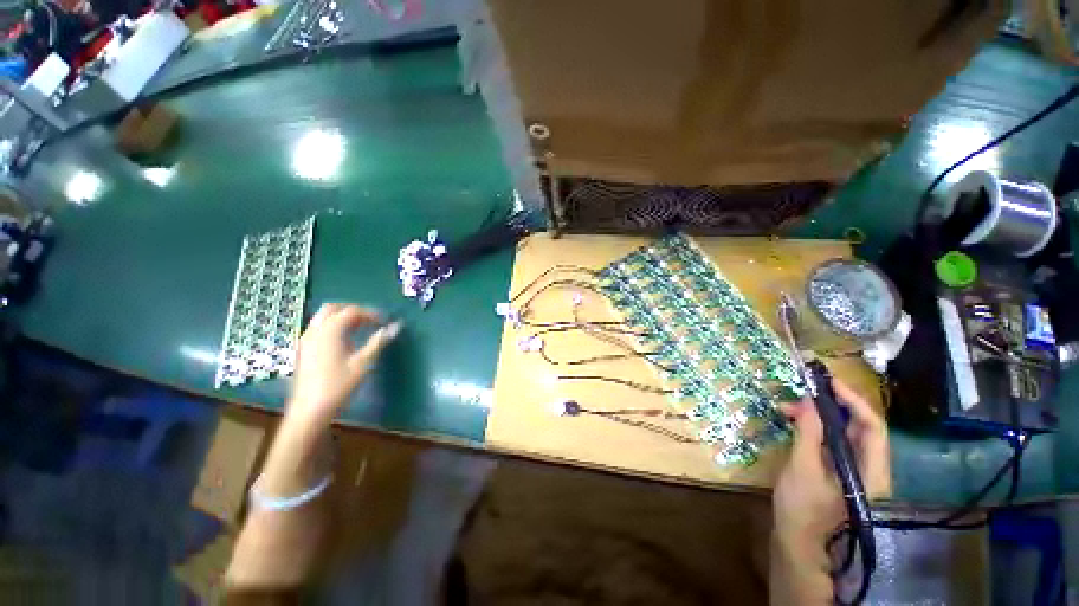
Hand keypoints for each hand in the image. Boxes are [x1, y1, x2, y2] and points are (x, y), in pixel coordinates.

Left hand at [288, 303, 399, 424]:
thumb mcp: (364, 362)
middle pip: (333, 308)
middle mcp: (315, 330)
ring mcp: (306, 339)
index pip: (352, 311)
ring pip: (323, 317)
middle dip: (353, 310)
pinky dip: (333, 326)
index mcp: (330, 330)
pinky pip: (319, 328)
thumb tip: (395, 327)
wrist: (310, 409)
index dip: (371, 313)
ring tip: (361, 327)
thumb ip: (378, 341)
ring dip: (342, 317)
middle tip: (371, 319)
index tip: (385, 321)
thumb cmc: (339, 385)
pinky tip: (345, 339)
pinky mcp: (303, 349)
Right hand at [773, 379, 889, 544]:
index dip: (854, 401)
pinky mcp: (838, 470)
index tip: (828, 382)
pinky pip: (832, 441)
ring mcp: (854, 470)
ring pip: (844, 433)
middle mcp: (870, 468)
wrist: (796, 540)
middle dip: (832, 406)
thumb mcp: (802, 467)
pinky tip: (794, 421)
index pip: (874, 427)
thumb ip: (809, 432)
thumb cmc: (802, 507)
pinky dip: (815, 427)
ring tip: (790, 408)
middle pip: (860, 427)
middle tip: (804, 392)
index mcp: (872, 471)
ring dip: (819, 416)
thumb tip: (810, 400)